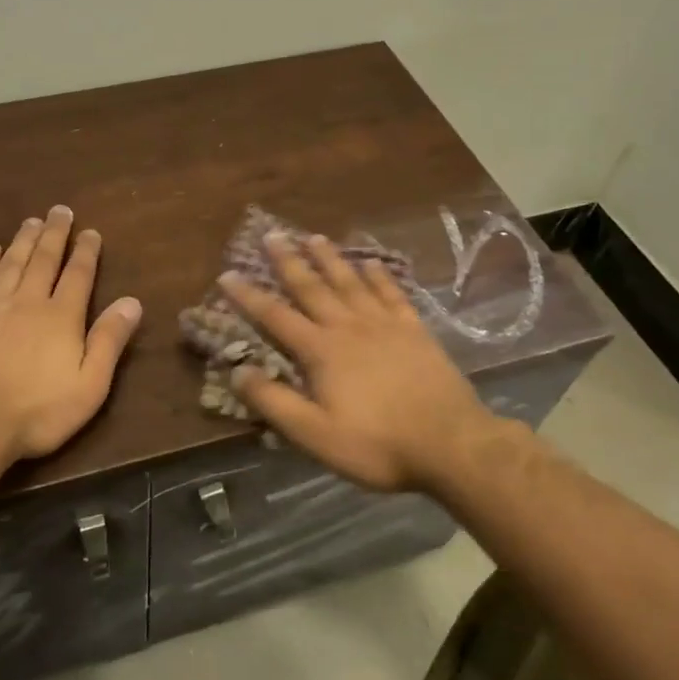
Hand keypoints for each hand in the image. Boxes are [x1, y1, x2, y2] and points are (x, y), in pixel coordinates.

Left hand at [0, 206, 142, 464]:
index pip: (78, 275)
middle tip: (60, 210)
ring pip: (12, 263)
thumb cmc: (36, 412)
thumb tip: (132, 302)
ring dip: (24, 240)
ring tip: (32, 221)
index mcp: (62, 317)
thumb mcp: (89, 386)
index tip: (90, 232)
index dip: (86, 251)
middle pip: (44, 259)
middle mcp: (28, 301)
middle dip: (55, 234)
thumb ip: (109, 341)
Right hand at [221, 232, 497, 492]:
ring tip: (313, 237)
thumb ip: (274, 401)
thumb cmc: (377, 445)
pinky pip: (392, 293)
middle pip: (312, 287)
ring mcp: (385, 324)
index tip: (227, 274)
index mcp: (321, 351)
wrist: (451, 444)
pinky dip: (378, 275)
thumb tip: (236, 371)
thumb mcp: (314, 434)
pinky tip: (371, 262)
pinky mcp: (415, 330)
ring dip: (329, 258)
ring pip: (350, 281)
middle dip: (288, 261)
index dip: (249, 296)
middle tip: (271, 235)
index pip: (275, 316)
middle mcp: (349, 327)